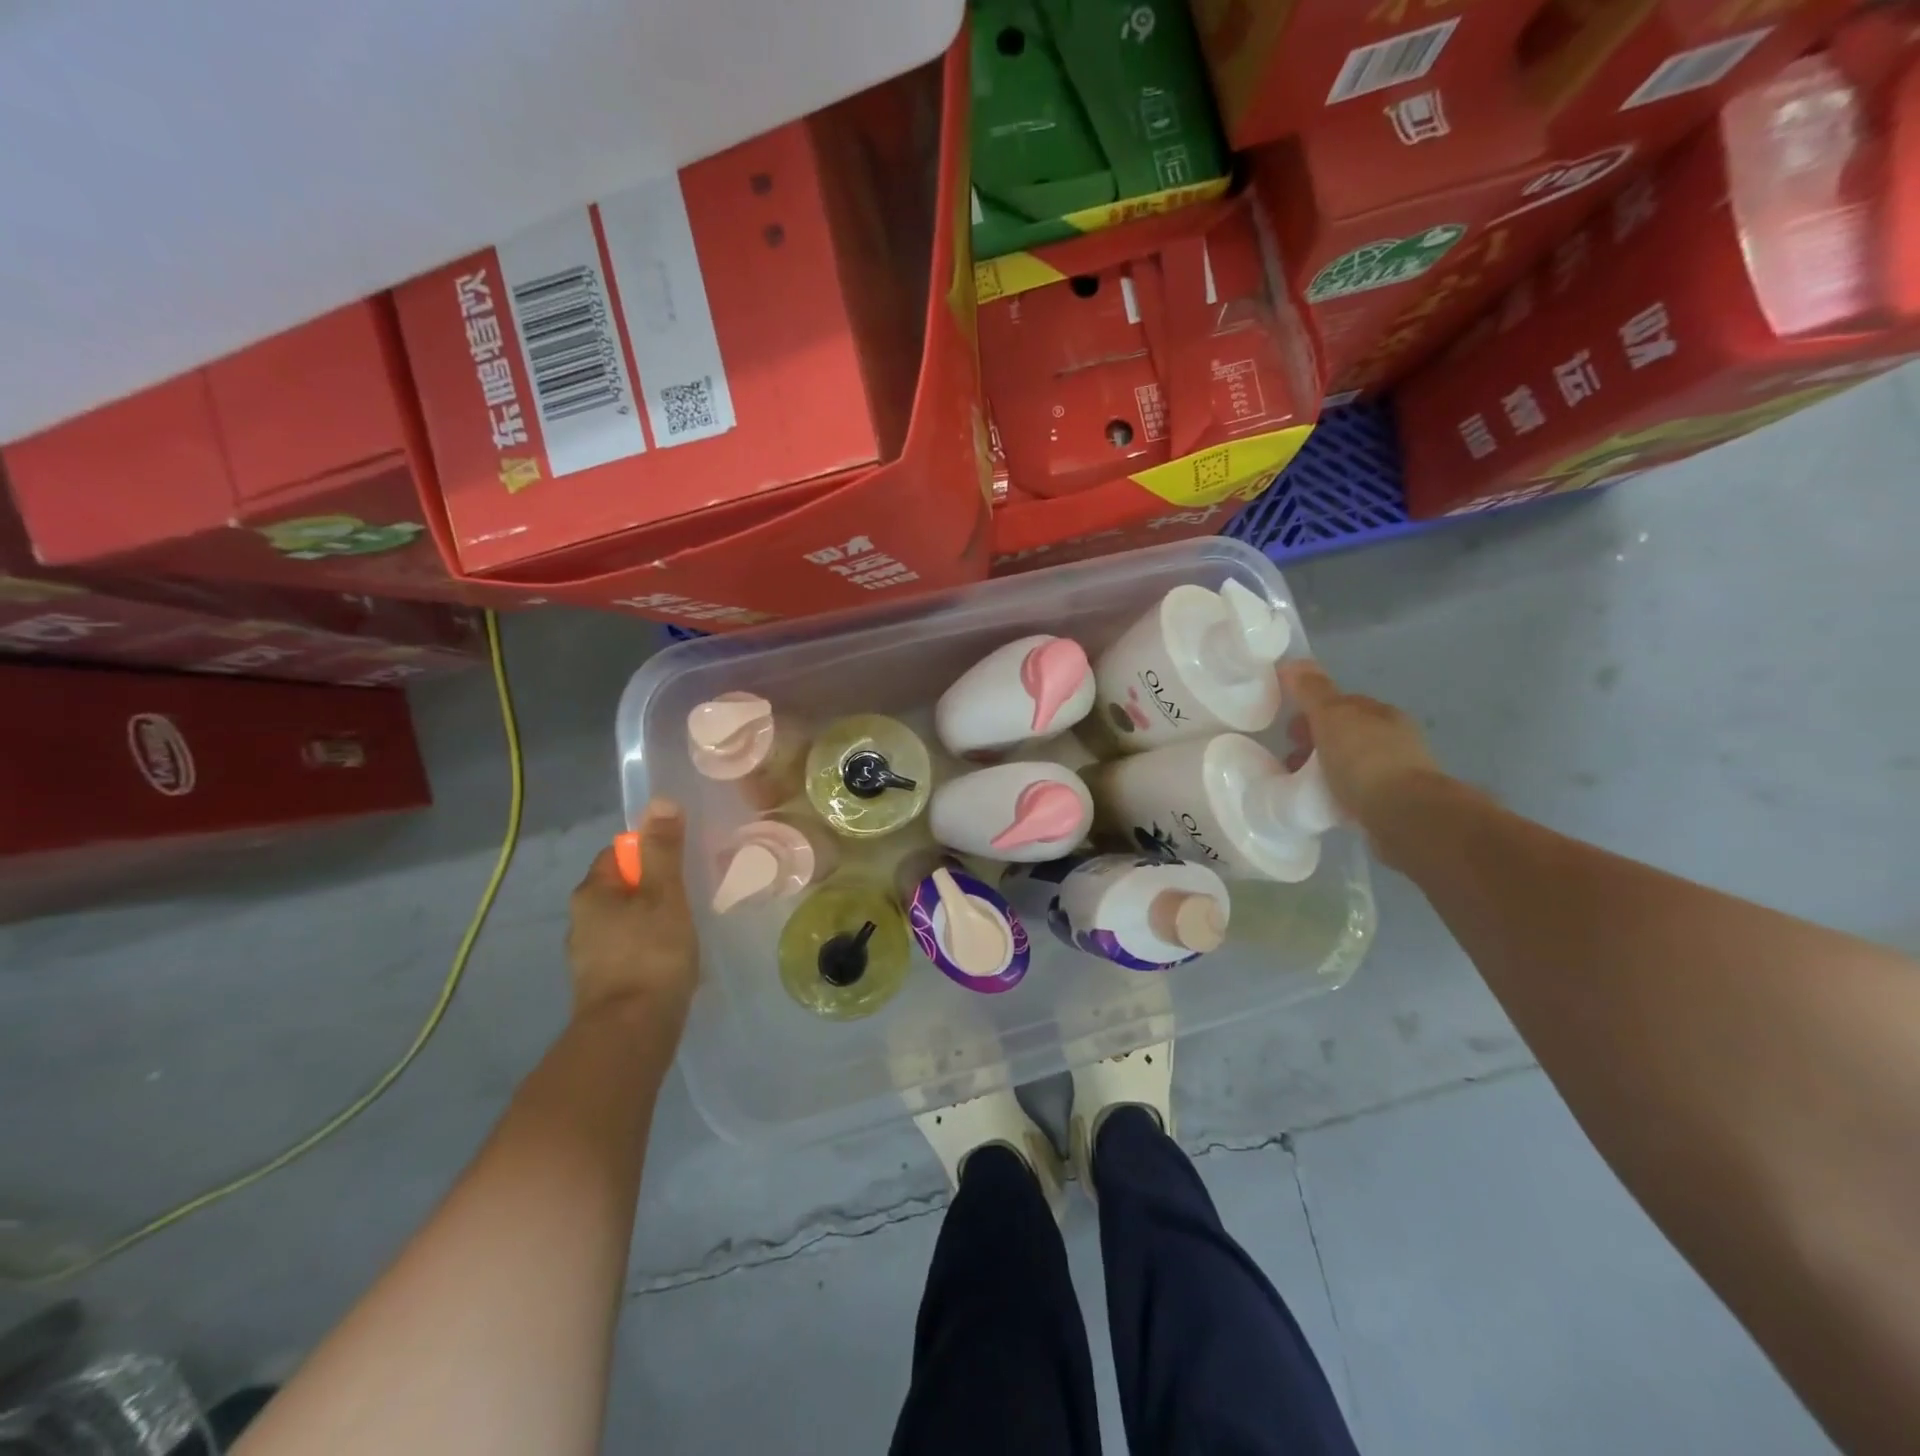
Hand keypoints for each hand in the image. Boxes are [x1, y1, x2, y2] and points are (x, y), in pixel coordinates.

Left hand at [567, 800, 698, 1032]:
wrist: (630, 1033)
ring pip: (625, 920)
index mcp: (591, 893)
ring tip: (685, 928)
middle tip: (689, 894)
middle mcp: (580, 920)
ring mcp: (588, 955)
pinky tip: (671, 960)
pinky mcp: (602, 983)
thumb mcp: (664, 894)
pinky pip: (628, 949)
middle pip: (621, 887)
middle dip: (653, 887)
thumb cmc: (651, 953)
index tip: (680, 865)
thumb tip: (660, 801)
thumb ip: (662, 850)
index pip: (618, 853)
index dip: (650, 852)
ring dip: (651, 919)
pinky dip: (648, 948)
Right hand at [1280, 660, 1443, 833]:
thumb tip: (1292, 662)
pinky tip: (1325, 803)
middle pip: (1346, 734)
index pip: (1343, 704)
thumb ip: (1312, 691)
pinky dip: (1339, 793)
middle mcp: (1395, 738)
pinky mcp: (1396, 804)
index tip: (1288, 730)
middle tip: (1290, 758)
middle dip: (1316, 742)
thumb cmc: (1363, 760)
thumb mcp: (1331, 717)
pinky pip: (1358, 792)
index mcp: (1381, 713)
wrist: (1404, 816)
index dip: (1312, 712)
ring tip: (1301, 785)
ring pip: (1352, 763)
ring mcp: (1399, 773)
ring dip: (1326, 769)